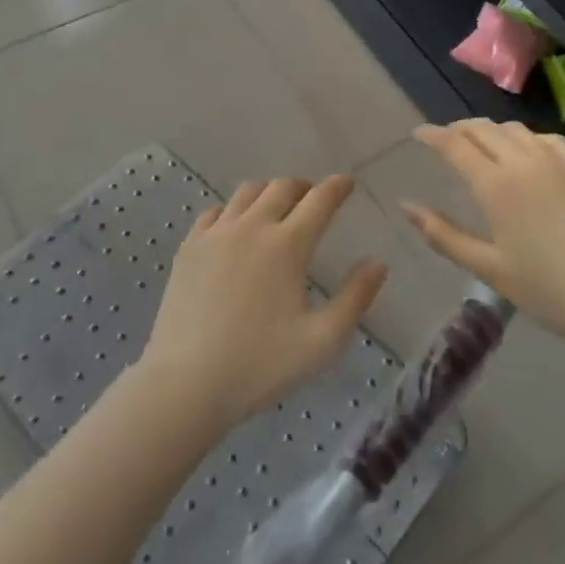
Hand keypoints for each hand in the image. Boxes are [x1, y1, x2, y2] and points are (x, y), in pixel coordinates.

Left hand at [139, 176, 386, 432]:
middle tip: (314, 196)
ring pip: (246, 192)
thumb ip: (355, 298)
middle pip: (281, 187)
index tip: (347, 182)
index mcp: (287, 245)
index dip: (337, 187)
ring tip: (278, 205)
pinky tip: (236, 224)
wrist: (187, 381)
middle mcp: (251, 227)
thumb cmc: (260, 365)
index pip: (319, 200)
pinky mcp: (189, 247)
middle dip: (304, 186)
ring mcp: (215, 234)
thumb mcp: (322, 341)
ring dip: (269, 191)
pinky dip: (234, 209)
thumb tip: (377, 263)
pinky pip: (216, 212)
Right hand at [400, 121, 564, 346]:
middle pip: (483, 129)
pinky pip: (546, 138)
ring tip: (481, 145)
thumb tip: (406, 207)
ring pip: (515, 129)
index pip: (454, 144)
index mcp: (496, 185)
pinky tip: (525, 153)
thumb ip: (443, 235)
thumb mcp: (488, 268)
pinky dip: (525, 138)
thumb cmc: (550, 290)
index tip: (418, 133)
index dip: (432, 135)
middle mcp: (524, 161)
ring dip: (491, 131)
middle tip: (445, 140)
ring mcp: (559, 161)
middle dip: (458, 129)